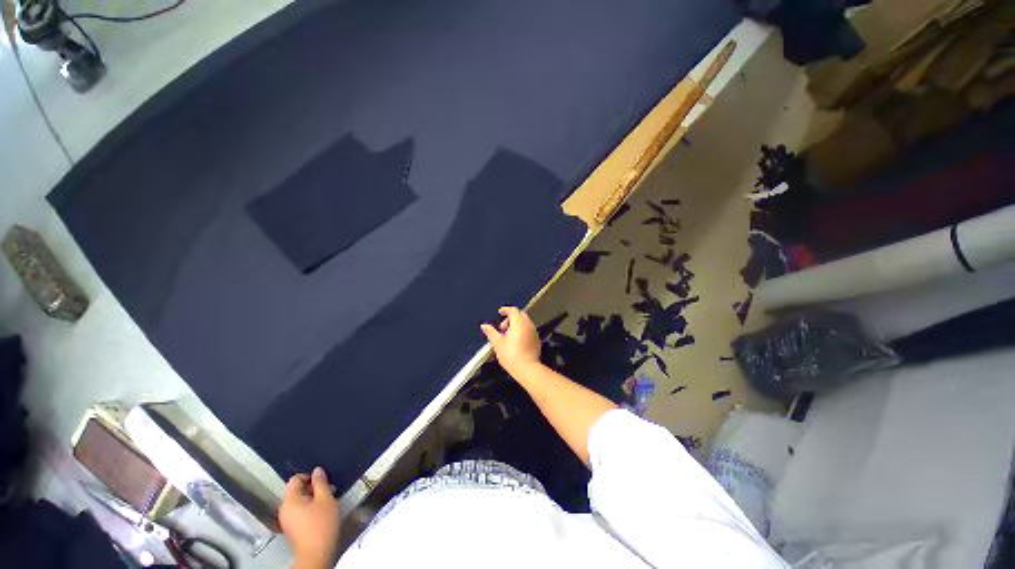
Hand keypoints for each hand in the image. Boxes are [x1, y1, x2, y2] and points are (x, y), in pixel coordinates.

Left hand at [280, 467, 340, 568]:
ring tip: (327, 502)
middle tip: (328, 491)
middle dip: (313, 488)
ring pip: (299, 501)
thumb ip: (321, 482)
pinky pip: (299, 511)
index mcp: (290, 501)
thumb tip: (317, 470)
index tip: (323, 481)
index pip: (295, 479)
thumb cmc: (321, 524)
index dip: (309, 476)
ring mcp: (287, 520)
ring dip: (313, 499)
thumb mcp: (326, 499)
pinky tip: (322, 514)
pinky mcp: (292, 529)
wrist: (316, 554)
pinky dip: (310, 509)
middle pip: (296, 491)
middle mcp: (284, 509)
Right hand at [481, 306, 541, 377]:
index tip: (500, 312)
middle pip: (519, 315)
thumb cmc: (512, 356)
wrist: (527, 369)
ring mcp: (534, 332)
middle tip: (502, 328)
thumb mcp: (497, 343)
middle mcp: (528, 324)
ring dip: (516, 325)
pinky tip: (516, 341)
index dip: (505, 310)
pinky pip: (528, 330)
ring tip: (508, 336)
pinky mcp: (537, 340)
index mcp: (518, 322)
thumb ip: (491, 332)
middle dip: (510, 318)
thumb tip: (484, 326)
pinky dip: (522, 331)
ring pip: (525, 322)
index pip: (512, 310)